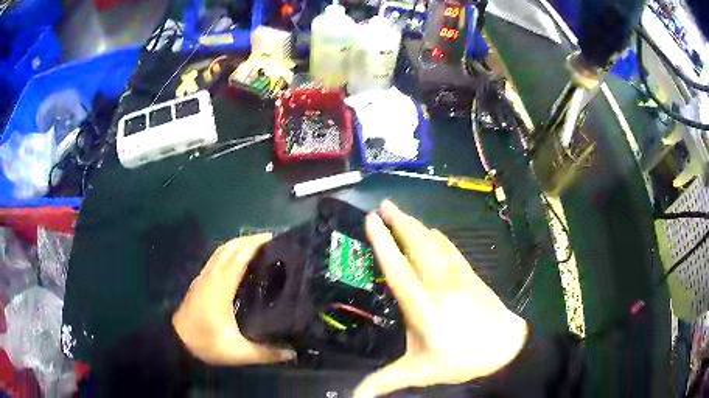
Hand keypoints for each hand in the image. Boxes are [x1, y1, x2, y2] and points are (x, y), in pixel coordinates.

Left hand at [172, 234, 296, 365]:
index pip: (238, 257)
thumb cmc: (206, 344)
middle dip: (250, 240)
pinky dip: (230, 252)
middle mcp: (211, 277)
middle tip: (273, 242)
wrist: (177, 342)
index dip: (254, 244)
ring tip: (260, 248)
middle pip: (229, 248)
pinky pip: (216, 258)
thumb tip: (292, 353)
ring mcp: (203, 277)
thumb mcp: (237, 353)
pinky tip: (240, 262)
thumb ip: (265, 353)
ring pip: (221, 251)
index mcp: (220, 288)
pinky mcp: (200, 281)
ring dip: (239, 244)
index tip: (274, 238)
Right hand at [354, 201, 527, 397]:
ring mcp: (458, 276)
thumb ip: (385, 381)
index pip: (397, 268)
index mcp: (423, 305)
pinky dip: (437, 236)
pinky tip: (433, 232)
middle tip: (384, 205)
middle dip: (399, 222)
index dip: (383, 242)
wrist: (506, 348)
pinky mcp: (470, 275)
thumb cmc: (461, 359)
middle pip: (417, 245)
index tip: (370, 219)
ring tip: (402, 213)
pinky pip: (450, 248)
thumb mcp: (420, 373)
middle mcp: (439, 283)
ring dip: (416, 225)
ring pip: (434, 243)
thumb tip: (354, 396)